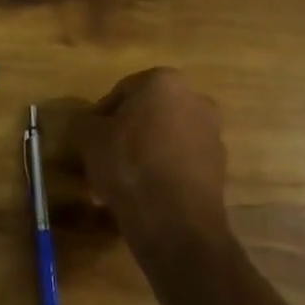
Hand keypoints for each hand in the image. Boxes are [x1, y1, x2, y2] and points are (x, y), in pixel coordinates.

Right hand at [71, 69, 228, 247]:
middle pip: (147, 116)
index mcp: (165, 82)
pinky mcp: (219, 171)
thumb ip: (84, 122)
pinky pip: (179, 165)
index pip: (122, 92)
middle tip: (103, 160)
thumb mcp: (89, 137)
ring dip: (143, 156)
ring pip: (164, 141)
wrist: (175, 223)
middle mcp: (195, 101)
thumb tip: (87, 123)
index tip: (89, 139)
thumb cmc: (129, 163)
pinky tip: (142, 197)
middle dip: (125, 136)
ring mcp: (212, 136)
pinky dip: (162, 174)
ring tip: (118, 185)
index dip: (101, 116)